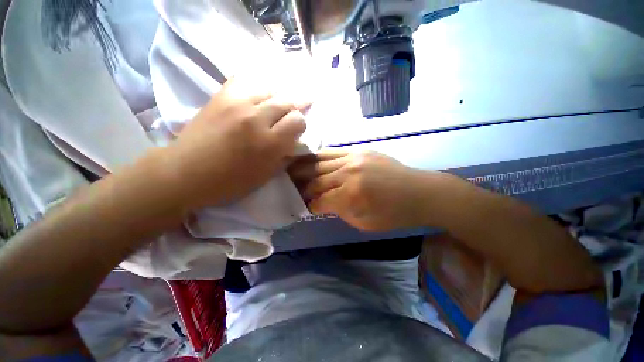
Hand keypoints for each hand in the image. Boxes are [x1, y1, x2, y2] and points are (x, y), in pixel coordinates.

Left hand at [167, 78, 308, 210]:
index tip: (296, 130)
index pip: (298, 120)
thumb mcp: (266, 175)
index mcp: (269, 143)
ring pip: (271, 87)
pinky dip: (259, 86)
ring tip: (279, 103)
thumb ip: (285, 156)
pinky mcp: (221, 96)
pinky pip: (247, 80)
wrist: (186, 172)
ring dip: (279, 96)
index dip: (300, 124)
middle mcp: (256, 118)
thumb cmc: (230, 181)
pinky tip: (261, 94)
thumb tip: (296, 142)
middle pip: (287, 100)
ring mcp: (237, 103)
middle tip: (292, 115)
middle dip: (294, 108)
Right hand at [289, 151, 442, 231]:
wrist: (419, 192)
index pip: (319, 200)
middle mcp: (348, 173)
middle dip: (301, 188)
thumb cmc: (394, 214)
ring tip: (290, 173)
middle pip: (315, 180)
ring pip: (319, 163)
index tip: (303, 207)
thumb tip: (323, 203)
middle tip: (291, 190)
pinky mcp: (358, 150)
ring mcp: (353, 158)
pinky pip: (331, 152)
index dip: (309, 205)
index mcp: (351, 195)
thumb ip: (340, 211)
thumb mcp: (364, 223)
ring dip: (303, 170)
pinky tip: (308, 160)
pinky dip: (317, 157)